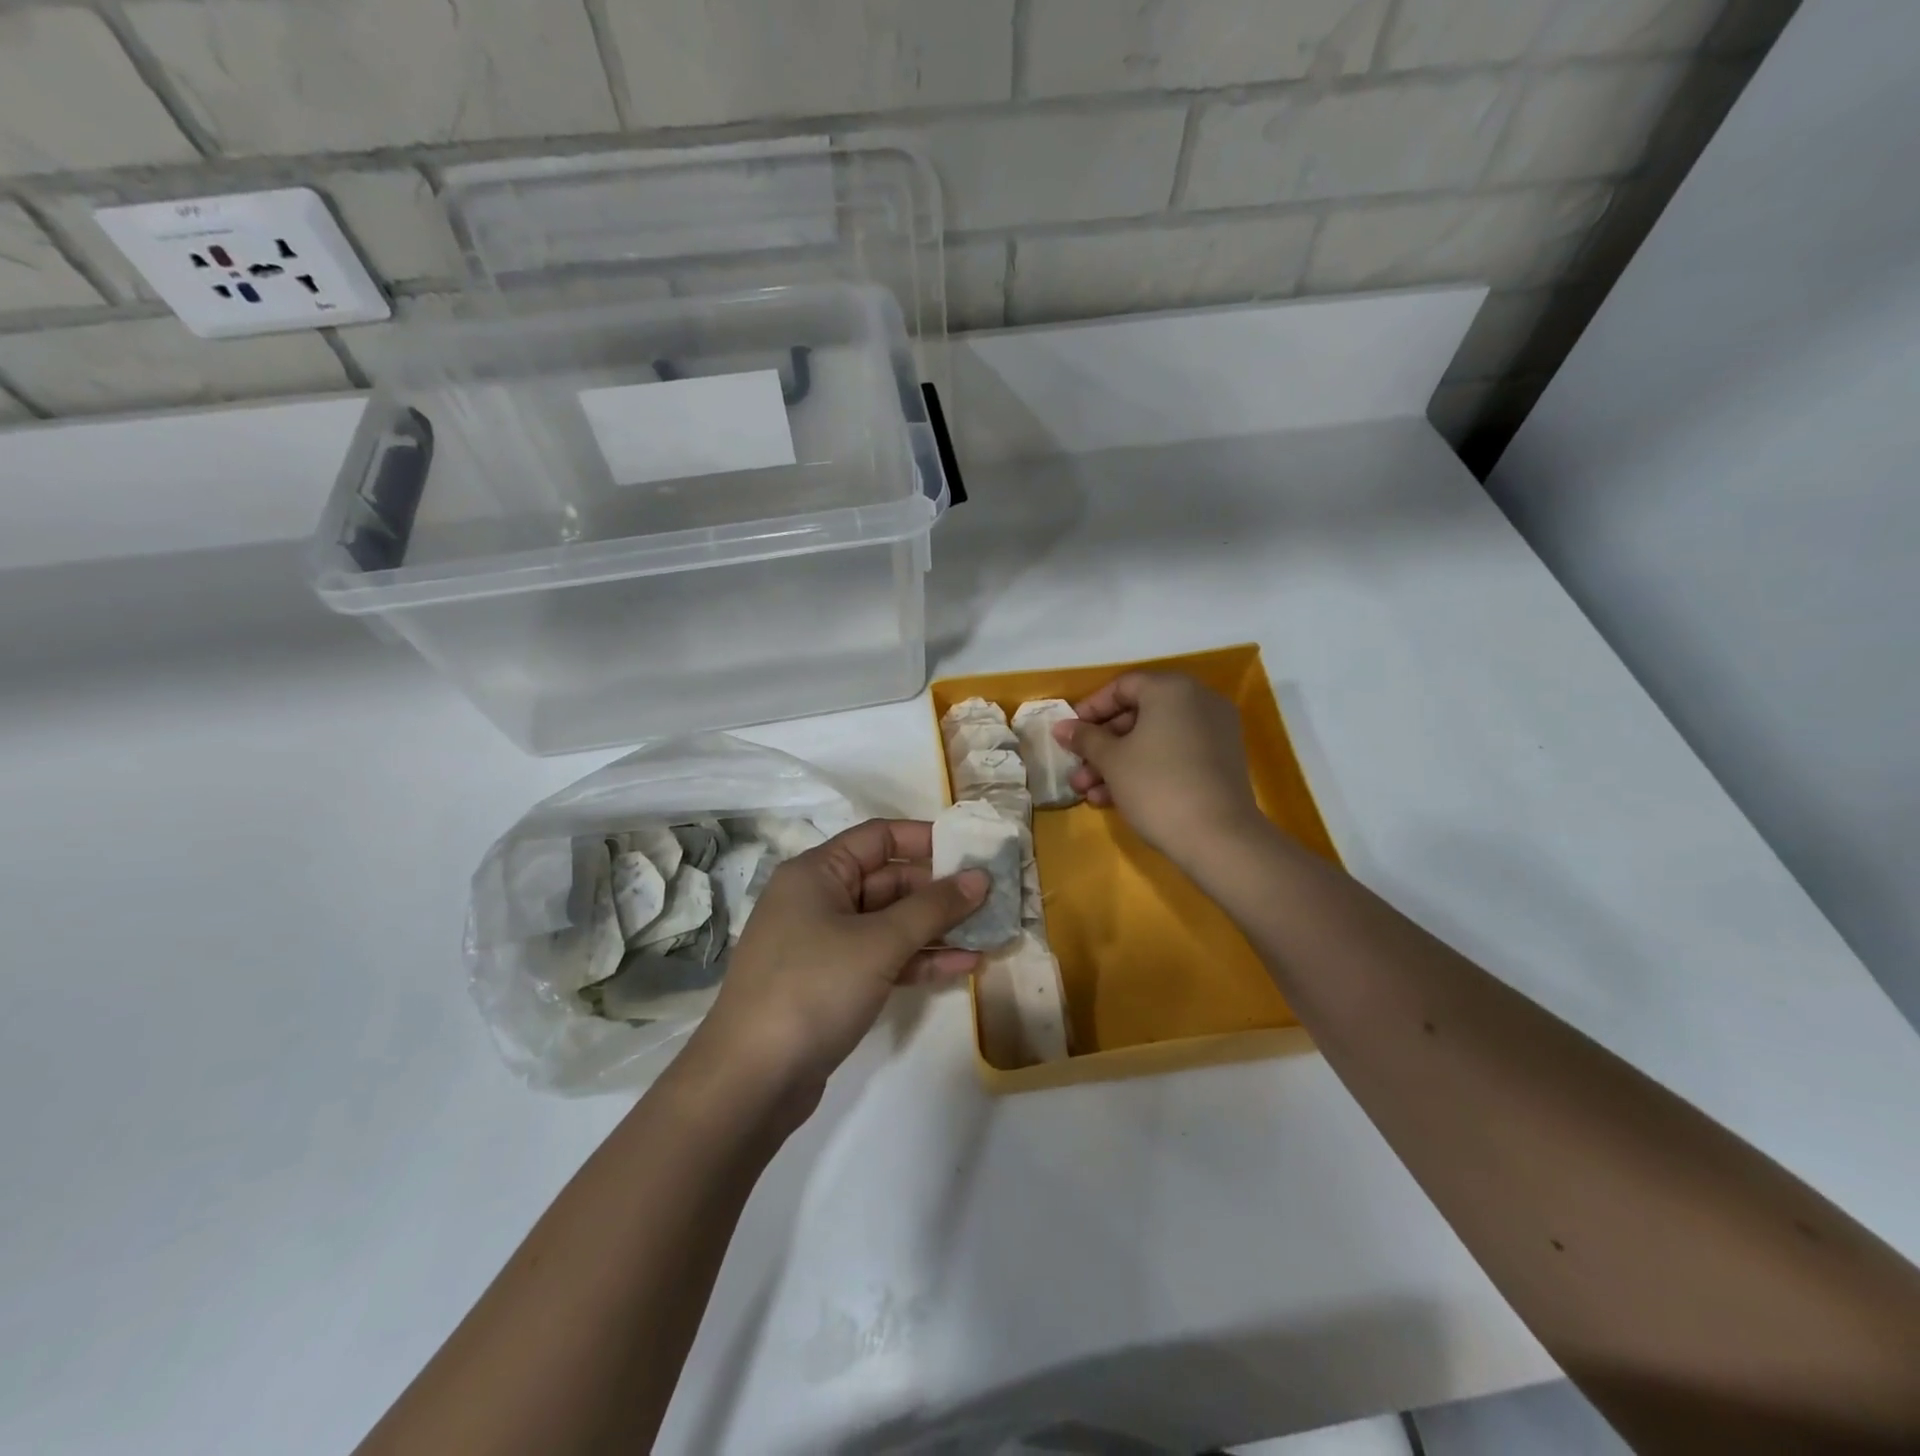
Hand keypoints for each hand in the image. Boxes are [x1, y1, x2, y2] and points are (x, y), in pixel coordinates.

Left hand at [691, 819, 987, 1097]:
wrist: (751, 1081)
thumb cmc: (813, 988)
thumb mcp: (879, 943)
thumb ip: (933, 908)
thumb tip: (980, 878)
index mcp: (817, 873)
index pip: (878, 838)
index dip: (926, 840)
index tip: (972, 851)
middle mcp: (818, 900)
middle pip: (888, 881)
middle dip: (940, 892)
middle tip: (993, 899)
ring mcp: (825, 944)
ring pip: (890, 924)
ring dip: (936, 929)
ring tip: (989, 933)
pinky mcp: (833, 983)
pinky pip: (883, 958)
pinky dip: (918, 960)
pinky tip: (963, 966)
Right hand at [1056, 672, 1266, 870]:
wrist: (1218, 838)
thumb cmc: (1156, 786)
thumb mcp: (1111, 760)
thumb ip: (1085, 738)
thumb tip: (1062, 727)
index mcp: (1172, 689)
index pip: (1122, 687)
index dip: (1090, 709)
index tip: (1069, 735)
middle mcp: (1198, 701)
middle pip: (1138, 714)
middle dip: (1101, 745)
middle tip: (1076, 770)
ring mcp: (1214, 732)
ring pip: (1154, 739)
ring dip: (1117, 763)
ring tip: (1088, 793)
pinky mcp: (1220, 762)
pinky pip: (1174, 754)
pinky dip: (1146, 769)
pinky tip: (1115, 799)